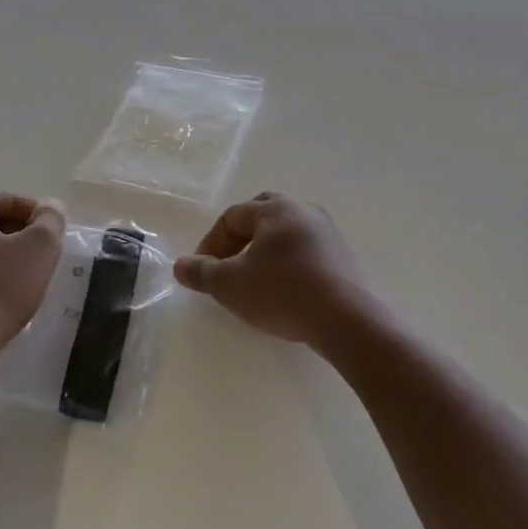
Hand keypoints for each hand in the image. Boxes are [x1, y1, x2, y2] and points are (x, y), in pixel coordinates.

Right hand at [174, 192, 380, 348]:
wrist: (347, 319)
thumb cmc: (282, 293)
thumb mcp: (231, 285)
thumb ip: (202, 272)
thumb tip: (181, 265)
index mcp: (275, 209)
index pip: (233, 216)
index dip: (211, 242)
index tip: (202, 271)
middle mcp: (304, 211)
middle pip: (262, 214)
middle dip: (240, 238)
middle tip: (228, 264)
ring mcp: (329, 232)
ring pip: (287, 232)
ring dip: (265, 250)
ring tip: (255, 279)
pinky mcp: (344, 256)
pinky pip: (307, 250)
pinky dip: (289, 262)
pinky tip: (285, 289)